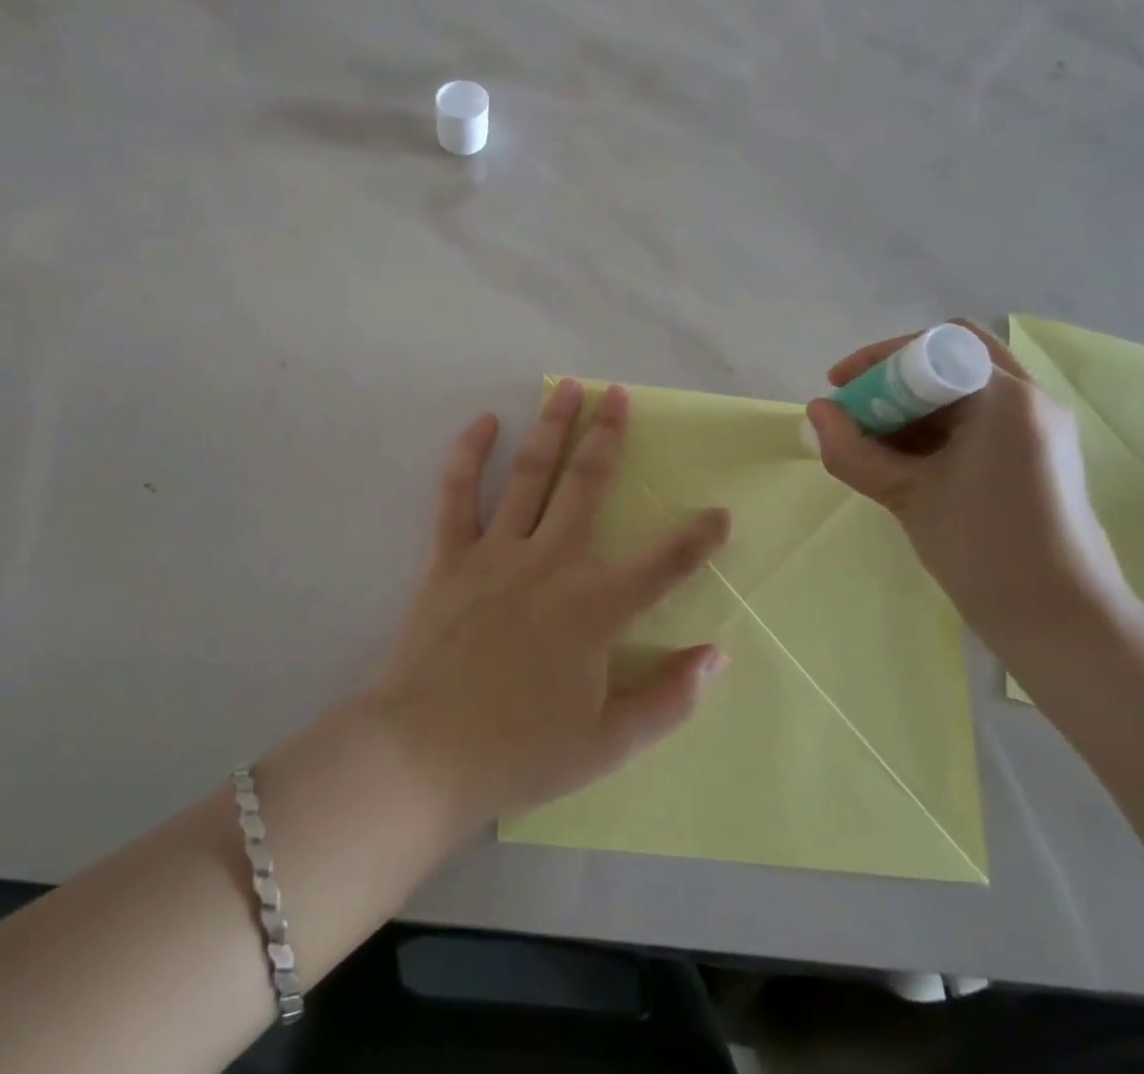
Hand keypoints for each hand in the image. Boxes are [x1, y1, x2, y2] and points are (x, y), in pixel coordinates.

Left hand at [366, 379, 730, 832]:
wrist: (423, 754)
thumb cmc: (519, 752)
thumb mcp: (608, 745)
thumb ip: (668, 700)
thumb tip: (716, 655)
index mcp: (594, 609)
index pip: (663, 565)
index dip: (698, 538)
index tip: (721, 512)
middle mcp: (550, 565)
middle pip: (587, 486)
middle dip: (607, 436)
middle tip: (618, 396)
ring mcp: (496, 554)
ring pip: (530, 475)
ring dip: (552, 428)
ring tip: (568, 389)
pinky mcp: (450, 557)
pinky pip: (458, 495)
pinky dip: (469, 455)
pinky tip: (484, 423)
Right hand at [804, 323, 1135, 657]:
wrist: (1060, 621)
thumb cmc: (983, 548)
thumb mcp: (907, 495)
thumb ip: (852, 449)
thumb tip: (816, 411)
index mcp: (1005, 397)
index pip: (932, 345)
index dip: (878, 359)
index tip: (841, 386)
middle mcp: (1030, 399)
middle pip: (951, 358)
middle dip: (894, 377)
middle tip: (857, 408)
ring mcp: (1039, 427)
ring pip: (962, 388)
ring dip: (912, 403)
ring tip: (873, 439)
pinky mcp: (1037, 454)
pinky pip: (977, 418)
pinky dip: (936, 426)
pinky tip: (905, 459)